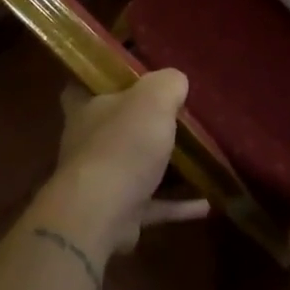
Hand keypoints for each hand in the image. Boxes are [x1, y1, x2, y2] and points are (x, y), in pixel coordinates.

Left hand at [40, 69, 209, 258]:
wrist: (100, 214)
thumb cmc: (123, 145)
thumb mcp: (154, 98)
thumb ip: (168, 83)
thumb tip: (176, 81)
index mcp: (87, 108)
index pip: (84, 84)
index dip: (103, 77)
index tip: (130, 75)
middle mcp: (88, 142)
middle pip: (114, 125)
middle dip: (139, 122)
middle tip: (174, 113)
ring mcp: (101, 180)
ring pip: (134, 166)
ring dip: (162, 165)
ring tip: (195, 159)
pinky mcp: (117, 212)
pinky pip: (153, 203)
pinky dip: (177, 204)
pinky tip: (205, 204)